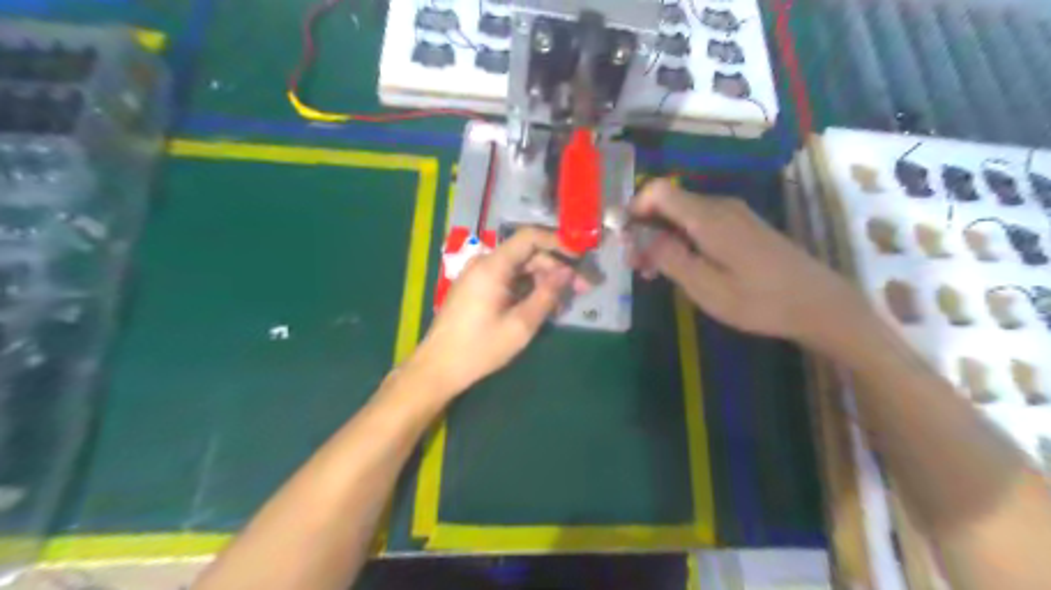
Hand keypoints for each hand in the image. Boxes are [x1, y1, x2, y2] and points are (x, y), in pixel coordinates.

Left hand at [405, 227, 586, 397]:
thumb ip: (547, 295)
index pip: (530, 237)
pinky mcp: (477, 289)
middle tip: (582, 289)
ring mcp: (479, 276)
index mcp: (493, 266)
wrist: (438, 368)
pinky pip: (508, 280)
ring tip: (564, 303)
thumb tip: (568, 272)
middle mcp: (484, 263)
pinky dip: (527, 289)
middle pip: (527, 254)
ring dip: (544, 281)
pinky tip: (543, 306)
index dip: (558, 242)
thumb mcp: (520, 325)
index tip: (580, 257)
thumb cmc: (480, 348)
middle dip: (556, 269)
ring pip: (520, 269)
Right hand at [627, 177, 866, 346]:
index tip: (623, 238)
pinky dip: (683, 239)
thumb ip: (669, 257)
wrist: (818, 303)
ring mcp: (734, 214)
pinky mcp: (743, 226)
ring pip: (684, 214)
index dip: (634, 208)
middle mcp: (719, 206)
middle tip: (636, 264)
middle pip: (668, 202)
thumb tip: (639, 235)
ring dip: (662, 236)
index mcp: (707, 217)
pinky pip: (702, 223)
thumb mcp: (706, 287)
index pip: (658, 191)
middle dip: (645, 228)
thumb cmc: (759, 300)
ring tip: (655, 271)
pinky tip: (683, 266)